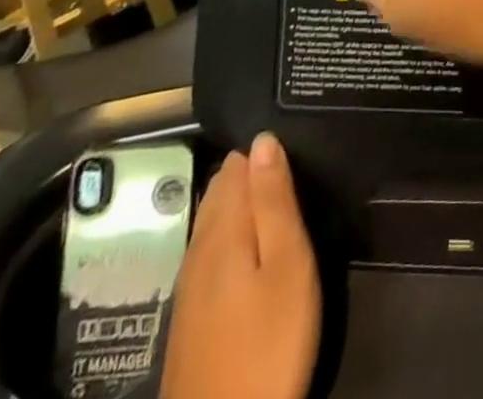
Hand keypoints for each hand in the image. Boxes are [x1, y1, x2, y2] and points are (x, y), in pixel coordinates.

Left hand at [163, 134, 318, 398]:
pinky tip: (250, 245)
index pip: (237, 164)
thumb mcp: (287, 264)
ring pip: (213, 220)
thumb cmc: (268, 342)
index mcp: (223, 229)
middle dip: (250, 173)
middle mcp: (198, 247)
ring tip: (276, 196)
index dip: (263, 149)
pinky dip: (230, 233)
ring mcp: (189, 284)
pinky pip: (209, 250)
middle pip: (221, 191)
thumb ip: (274, 200)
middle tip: (291, 167)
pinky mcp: (189, 315)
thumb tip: (263, 140)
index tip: (293, 142)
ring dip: (240, 203)